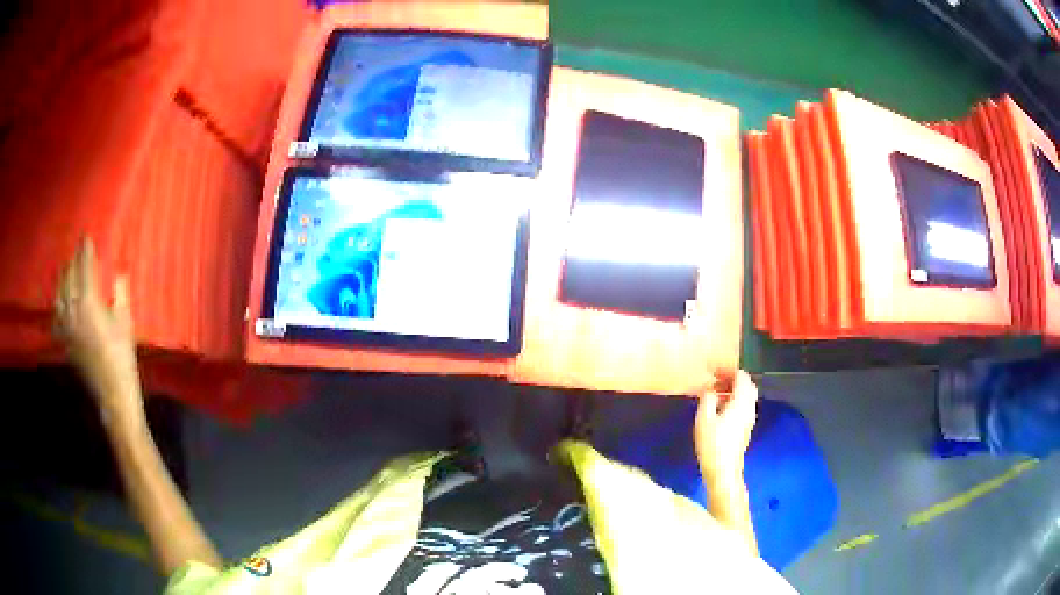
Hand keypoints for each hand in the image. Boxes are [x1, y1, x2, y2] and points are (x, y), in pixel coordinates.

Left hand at [54, 239, 143, 426]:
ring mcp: (67, 327)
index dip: (85, 251)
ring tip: (65, 270)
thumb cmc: (122, 356)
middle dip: (72, 262)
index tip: (87, 237)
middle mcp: (73, 310)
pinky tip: (58, 305)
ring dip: (62, 280)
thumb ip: (120, 293)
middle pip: (68, 278)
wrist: (112, 393)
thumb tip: (120, 272)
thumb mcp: (125, 322)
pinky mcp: (65, 342)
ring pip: (59, 296)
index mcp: (88, 302)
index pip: (84, 268)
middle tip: (77, 251)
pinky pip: (56, 319)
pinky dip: (57, 307)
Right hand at [694, 370, 758, 486]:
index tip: (713, 370)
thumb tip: (710, 389)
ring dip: (733, 391)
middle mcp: (749, 408)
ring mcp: (749, 419)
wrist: (724, 471)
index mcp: (741, 402)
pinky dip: (734, 401)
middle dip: (733, 379)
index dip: (728, 371)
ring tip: (715, 393)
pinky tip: (720, 409)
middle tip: (716, 380)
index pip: (741, 377)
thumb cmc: (713, 444)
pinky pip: (744, 407)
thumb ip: (707, 399)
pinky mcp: (746, 428)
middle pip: (747, 385)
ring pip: (746, 397)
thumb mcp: (704, 419)